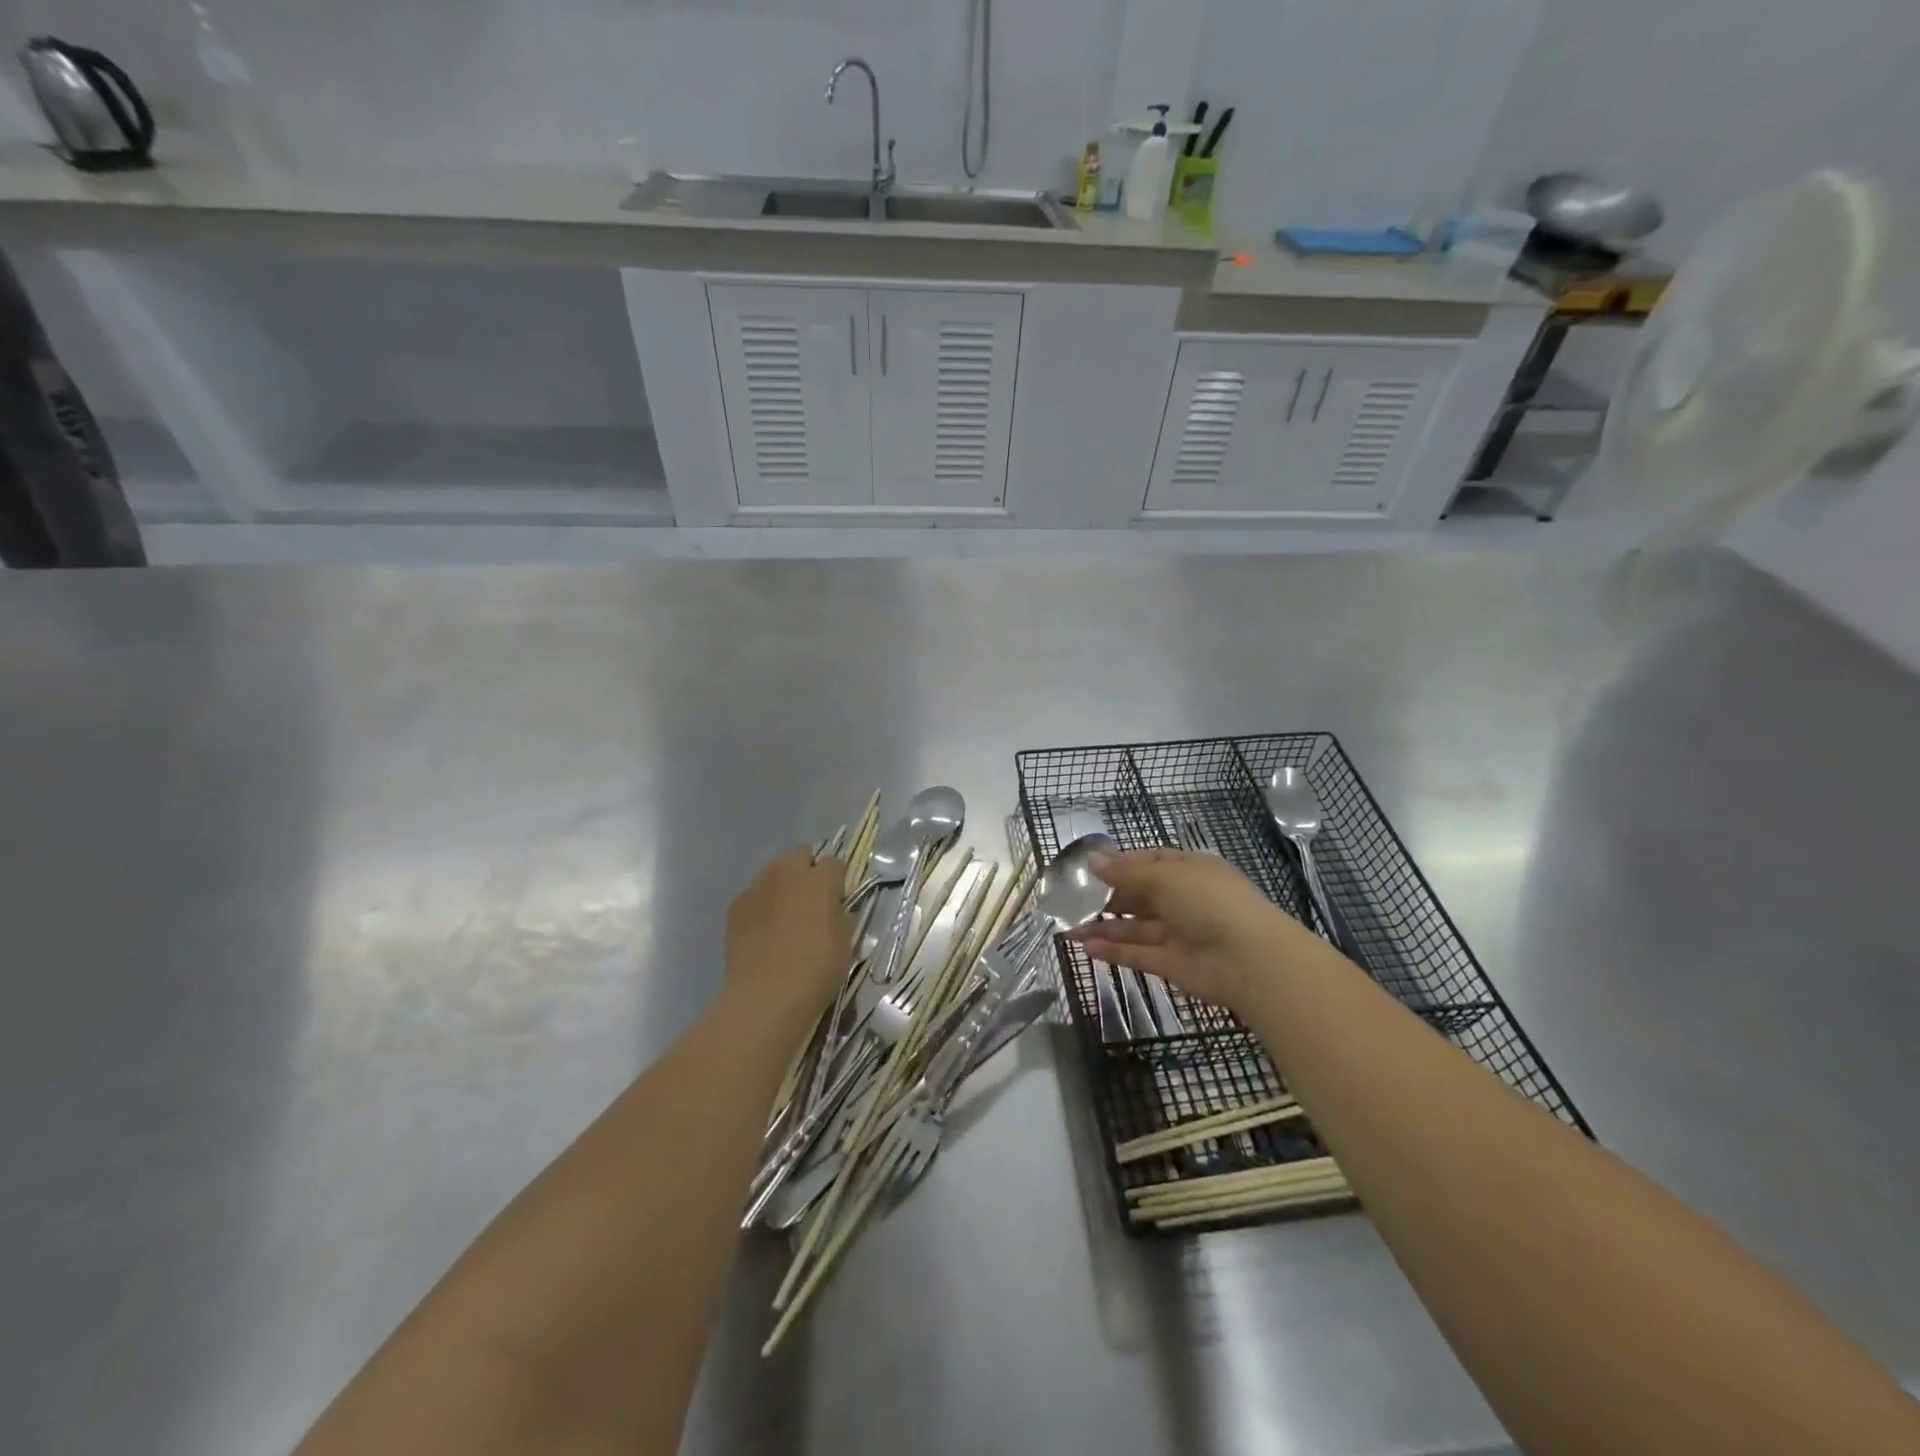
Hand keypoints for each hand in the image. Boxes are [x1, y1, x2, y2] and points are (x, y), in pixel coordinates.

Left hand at [724, 847, 851, 1019]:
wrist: (765, 997)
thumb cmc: (816, 969)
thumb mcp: (845, 944)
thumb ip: (842, 917)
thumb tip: (837, 910)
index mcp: (819, 879)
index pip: (836, 863)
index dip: (839, 881)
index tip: (840, 901)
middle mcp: (786, 873)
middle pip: (800, 855)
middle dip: (808, 870)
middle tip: (813, 901)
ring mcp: (756, 888)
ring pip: (774, 873)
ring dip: (783, 885)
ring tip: (786, 917)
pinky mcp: (735, 908)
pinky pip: (753, 896)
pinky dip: (761, 906)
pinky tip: (764, 932)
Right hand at [1075, 848, 1311, 1013]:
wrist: (1249, 960)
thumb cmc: (1208, 902)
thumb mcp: (1164, 876)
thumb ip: (1125, 872)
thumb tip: (1091, 859)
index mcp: (1190, 869)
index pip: (1152, 861)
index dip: (1122, 864)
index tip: (1090, 870)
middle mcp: (1185, 900)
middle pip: (1140, 896)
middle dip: (1108, 898)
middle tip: (1072, 901)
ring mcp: (1180, 933)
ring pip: (1136, 928)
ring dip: (1104, 927)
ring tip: (1068, 928)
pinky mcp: (1173, 964)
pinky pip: (1138, 954)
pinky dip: (1114, 951)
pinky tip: (1085, 947)